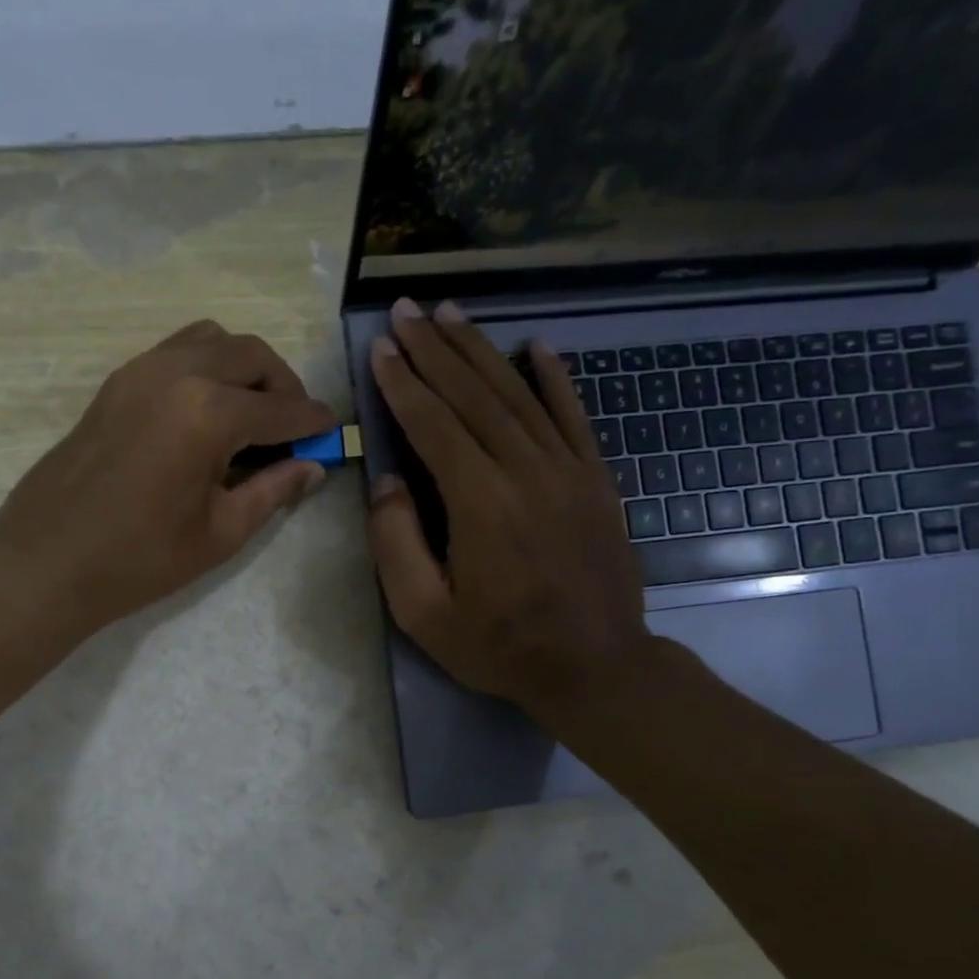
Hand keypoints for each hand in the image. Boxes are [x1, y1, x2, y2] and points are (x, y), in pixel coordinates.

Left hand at [0, 320, 335, 639]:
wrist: (45, 562)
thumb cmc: (138, 559)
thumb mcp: (219, 533)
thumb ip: (272, 491)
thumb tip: (313, 468)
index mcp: (207, 412)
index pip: (279, 408)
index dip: (313, 421)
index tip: (332, 430)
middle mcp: (176, 373)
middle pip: (249, 355)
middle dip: (282, 386)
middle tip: (292, 428)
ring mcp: (138, 371)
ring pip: (210, 340)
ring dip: (241, 367)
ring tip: (249, 415)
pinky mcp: (115, 383)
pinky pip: (174, 352)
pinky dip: (203, 368)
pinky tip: (204, 414)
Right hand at [366, 299, 657, 727]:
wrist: (595, 667)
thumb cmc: (499, 646)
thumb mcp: (424, 613)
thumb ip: (397, 543)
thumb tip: (387, 481)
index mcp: (480, 504)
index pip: (434, 426)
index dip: (404, 384)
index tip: (382, 347)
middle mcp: (526, 472)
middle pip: (474, 396)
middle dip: (435, 350)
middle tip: (407, 310)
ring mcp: (569, 471)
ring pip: (519, 396)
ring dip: (481, 351)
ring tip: (451, 314)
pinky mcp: (596, 480)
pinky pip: (574, 417)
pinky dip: (554, 378)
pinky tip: (536, 346)